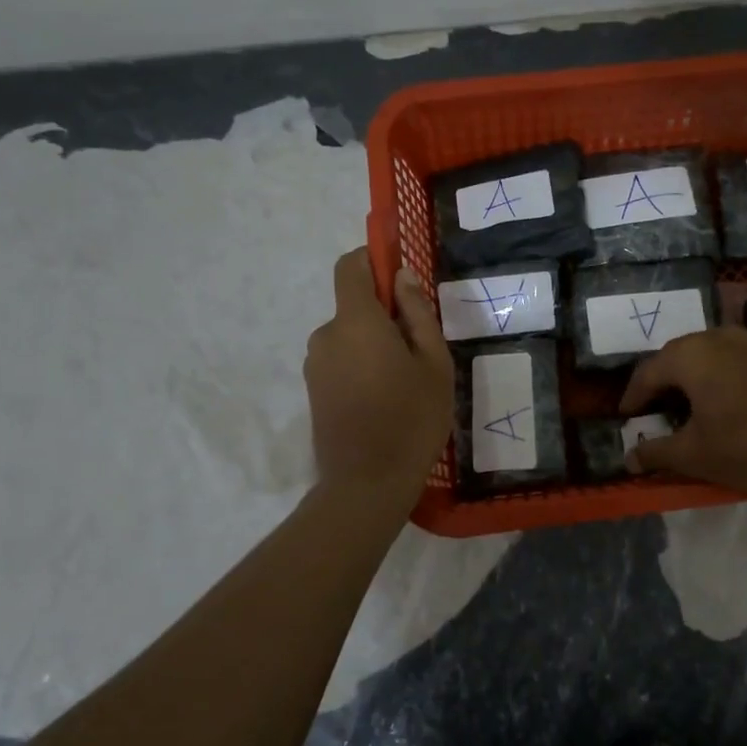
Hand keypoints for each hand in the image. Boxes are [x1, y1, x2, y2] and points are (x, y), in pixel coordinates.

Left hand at [305, 249, 451, 498]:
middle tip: (420, 349)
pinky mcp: (313, 390)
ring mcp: (315, 364)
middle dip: (385, 315)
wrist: (366, 485)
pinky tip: (385, 399)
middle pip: (354, 306)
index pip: (350, 267)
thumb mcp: (434, 364)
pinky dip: (361, 366)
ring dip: (374, 345)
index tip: (400, 275)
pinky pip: (340, 360)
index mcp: (356, 321)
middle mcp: (326, 335)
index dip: (372, 260)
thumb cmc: (412, 419)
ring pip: (349, 336)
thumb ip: (418, 314)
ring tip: (405, 381)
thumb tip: (402, 277)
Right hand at [620, 326, 746, 491]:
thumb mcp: (695, 455)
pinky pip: (740, 361)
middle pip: (678, 356)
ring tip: (696, 405)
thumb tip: (629, 458)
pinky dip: (727, 378)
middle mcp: (718, 337)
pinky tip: (737, 404)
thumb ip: (657, 453)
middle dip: (663, 382)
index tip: (626, 416)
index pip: (647, 372)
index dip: (632, 396)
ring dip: (697, 377)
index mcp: (690, 356)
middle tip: (658, 408)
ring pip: (712, 355)